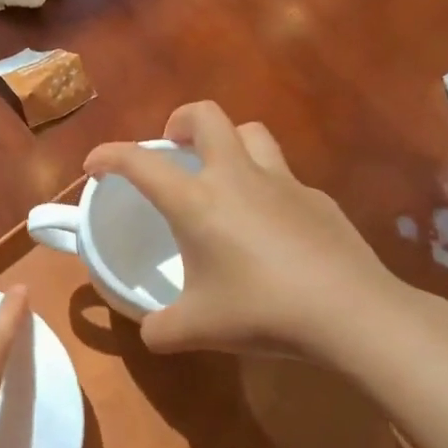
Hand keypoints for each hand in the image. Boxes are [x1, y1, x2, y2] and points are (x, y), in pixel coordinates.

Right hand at [84, 101, 411, 362]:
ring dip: (227, 142)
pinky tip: (269, 226)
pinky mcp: (318, 199)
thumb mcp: (196, 330)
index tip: (94, 167)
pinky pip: (283, 176)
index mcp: (196, 202)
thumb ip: (161, 328)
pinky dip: (265, 186)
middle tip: (172, 150)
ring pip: (250, 133)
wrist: (352, 315)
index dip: (108, 155)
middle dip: (179, 121)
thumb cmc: (262, 312)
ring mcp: (282, 183)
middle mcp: (236, 178)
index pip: (139, 162)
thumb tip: (150, 331)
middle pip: (206, 116)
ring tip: (219, 175)